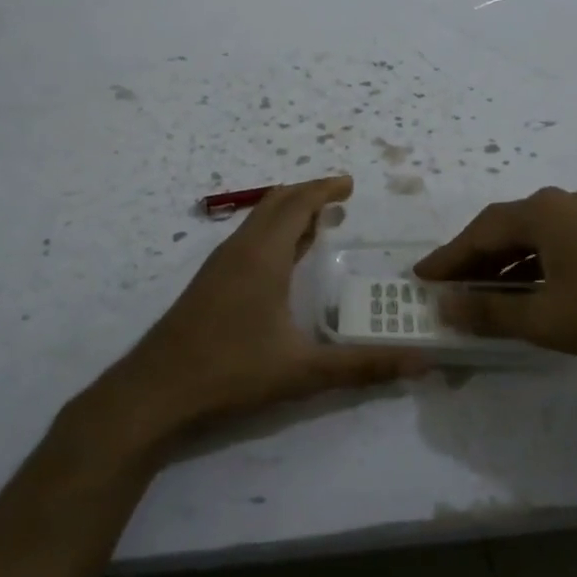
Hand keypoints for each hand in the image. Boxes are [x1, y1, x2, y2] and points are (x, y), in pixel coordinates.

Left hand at [88, 176, 425, 452]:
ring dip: (288, 215)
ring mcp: (219, 266)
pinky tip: (283, 264)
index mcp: (262, 256)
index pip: (296, 204)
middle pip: (275, 203)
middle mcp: (239, 250)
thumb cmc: (230, 371)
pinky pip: (247, 241)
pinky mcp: (208, 284)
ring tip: (318, 226)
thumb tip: (422, 363)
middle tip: (340, 200)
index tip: (350, 185)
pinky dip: (272, 235)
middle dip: (308, 195)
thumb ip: (363, 366)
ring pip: (258, 222)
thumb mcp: (303, 371)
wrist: (155, 392)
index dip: (324, 189)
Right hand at [414, 187, 576, 387]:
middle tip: (448, 286)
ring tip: (485, 294)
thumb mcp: (545, 319)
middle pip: (505, 230)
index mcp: (541, 213)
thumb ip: (491, 313)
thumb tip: (446, 308)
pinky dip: (536, 266)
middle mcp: (562, 203)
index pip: (479, 233)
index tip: (421, 277)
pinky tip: (534, 291)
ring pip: (534, 237)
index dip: (448, 258)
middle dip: (474, 260)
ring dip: (506, 265)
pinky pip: (559, 243)